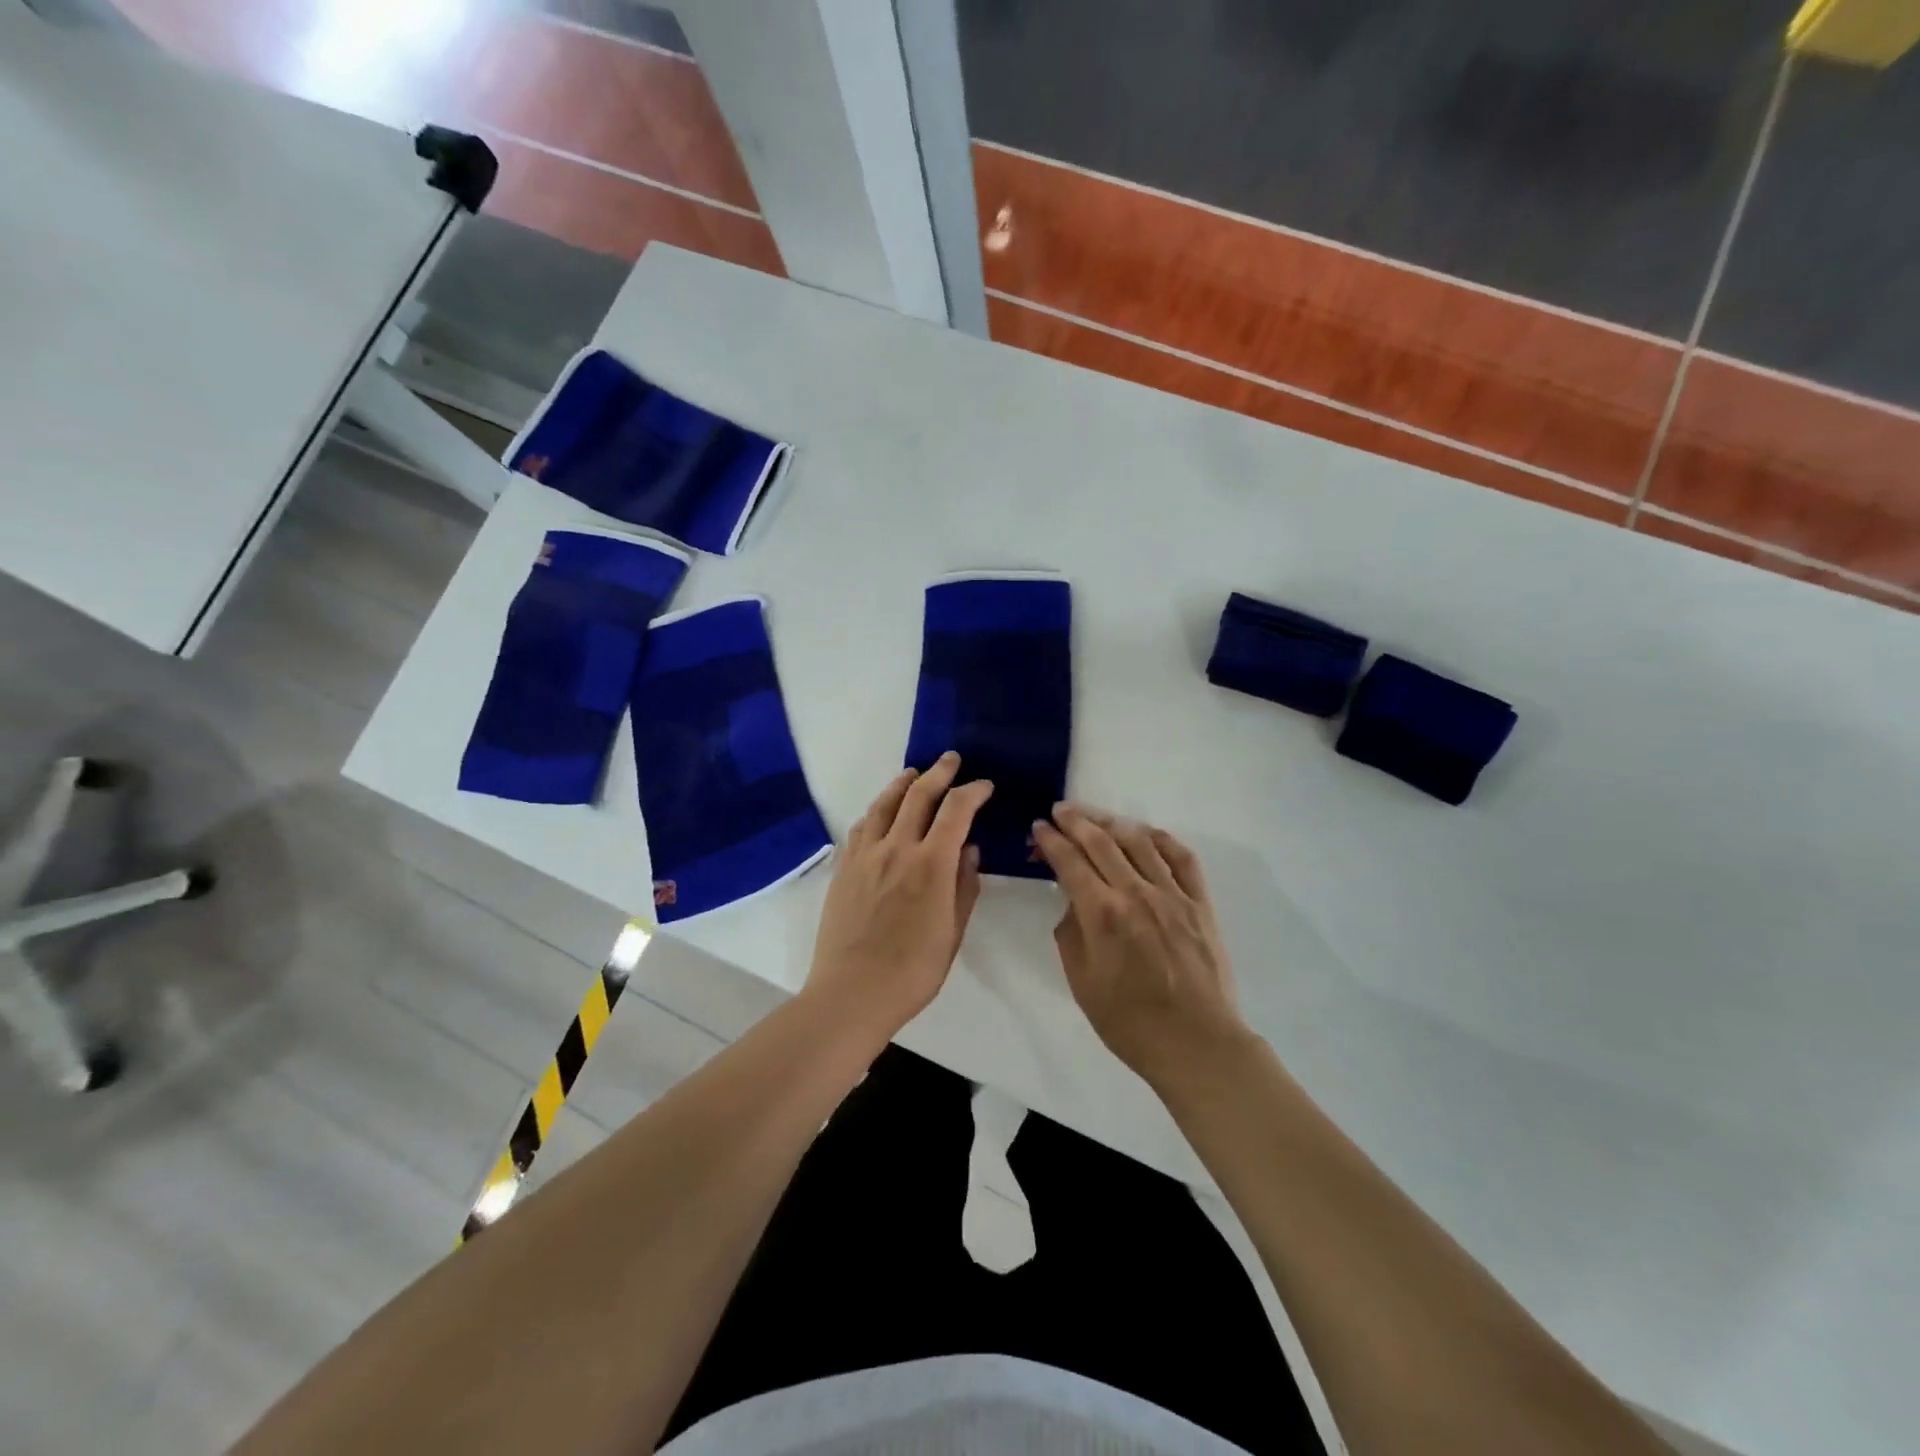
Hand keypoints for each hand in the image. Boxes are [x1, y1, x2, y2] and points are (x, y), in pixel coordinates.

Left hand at [804, 752, 993, 1044]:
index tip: (984, 786)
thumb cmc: (913, 971)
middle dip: (939, 773)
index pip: (956, 811)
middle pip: (918, 795)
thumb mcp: (952, 933)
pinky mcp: (844, 868)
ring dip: (903, 784)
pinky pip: (861, 827)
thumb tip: (969, 850)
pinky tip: (880, 813)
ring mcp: (865, 856)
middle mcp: (897, 849)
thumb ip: (964, 887)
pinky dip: (876, 811)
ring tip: (914, 774)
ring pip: (884, 804)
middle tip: (951, 760)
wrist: (852, 992)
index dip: (973, 792)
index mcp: (931, 865)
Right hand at [1032, 804, 1250, 1083]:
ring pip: (1139, 841)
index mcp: (1102, 913)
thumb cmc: (1128, 1022)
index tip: (1039, 828)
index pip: (1069, 861)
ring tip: (1095, 817)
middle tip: (1060, 810)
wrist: (1195, 1043)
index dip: (1051, 840)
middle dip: (1076, 821)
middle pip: (1101, 841)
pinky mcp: (1199, 903)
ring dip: (1112, 822)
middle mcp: (1136, 893)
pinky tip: (1145, 833)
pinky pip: (1181, 857)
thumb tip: (1073, 902)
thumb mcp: (1081, 982)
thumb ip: (1070, 933)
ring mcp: (1172, 894)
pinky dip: (1161, 838)